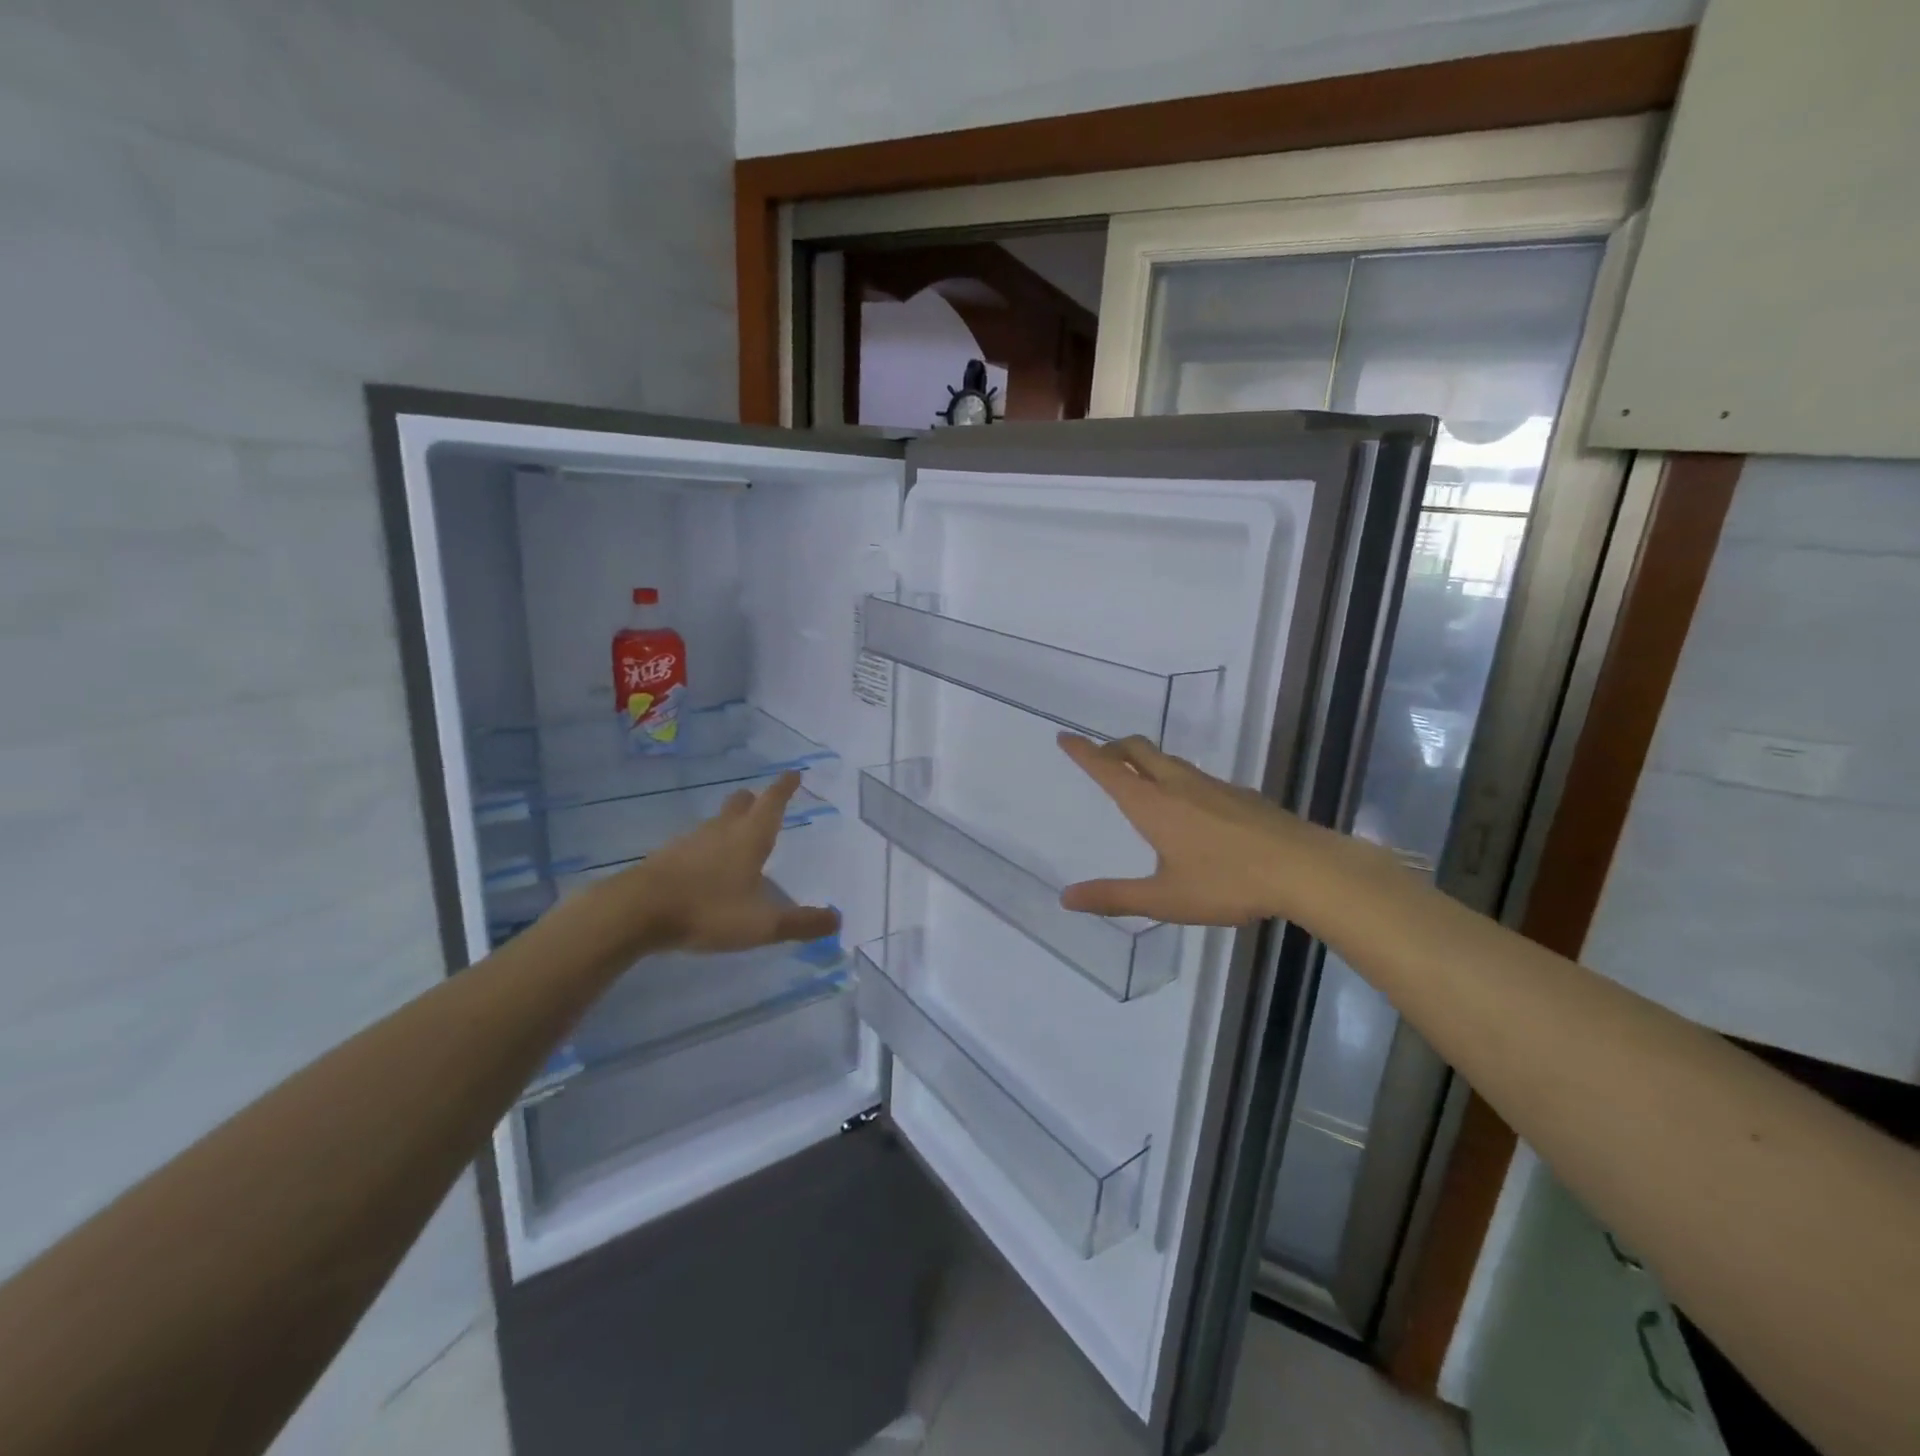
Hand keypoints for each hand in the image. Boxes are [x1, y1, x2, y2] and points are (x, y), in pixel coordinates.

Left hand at [620, 772, 840, 953]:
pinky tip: (704, 865)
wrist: (636, 912)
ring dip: (729, 823)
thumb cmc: (708, 910)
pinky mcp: (666, 859)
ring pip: (716, 824)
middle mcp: (721, 832)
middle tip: (762, 800)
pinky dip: (706, 847)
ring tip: (737, 834)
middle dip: (754, 801)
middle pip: (740, 806)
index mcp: (749, 838)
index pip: (772, 803)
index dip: (785, 788)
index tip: (793, 773)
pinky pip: (694, 845)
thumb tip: (837, 920)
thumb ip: (800, 923)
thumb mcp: (762, 924)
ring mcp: (690, 843)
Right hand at [1057, 734, 1385, 925]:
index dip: (1083, 752)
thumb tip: (1066, 898)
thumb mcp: (1165, 899)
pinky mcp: (1240, 795)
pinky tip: (1191, 806)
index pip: (1108, 769)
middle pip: (1138, 750)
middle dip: (1114, 747)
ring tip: (1139, 778)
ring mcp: (1213, 786)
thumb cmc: (1228, 883)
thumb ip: (1115, 897)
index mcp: (1153, 805)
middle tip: (1100, 756)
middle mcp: (1178, 785)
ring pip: (1169, 760)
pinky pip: (1196, 776)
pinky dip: (1176, 777)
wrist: (1305, 868)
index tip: (1065, 737)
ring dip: (1145, 760)